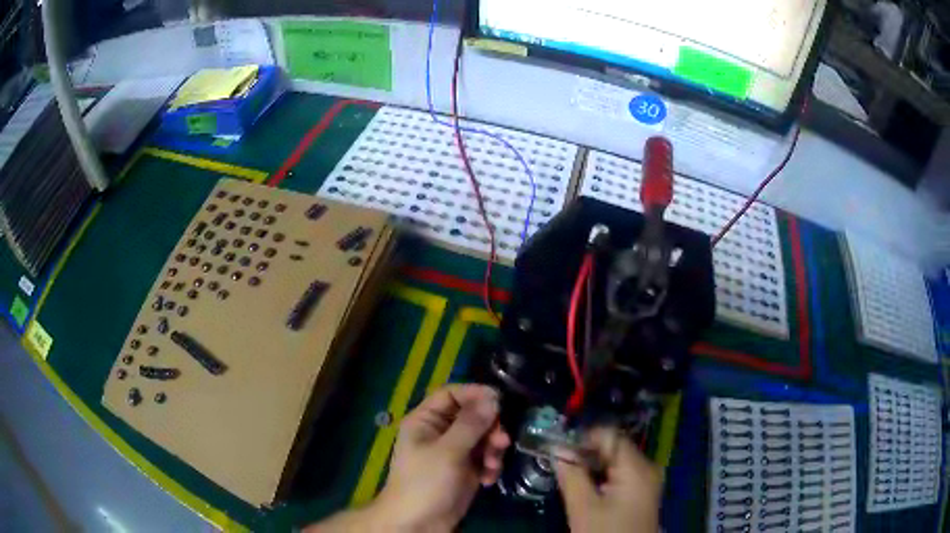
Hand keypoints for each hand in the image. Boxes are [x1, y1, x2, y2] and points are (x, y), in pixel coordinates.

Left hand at [374, 384, 510, 530]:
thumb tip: (492, 398)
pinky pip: (484, 457)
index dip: (474, 393)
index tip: (500, 400)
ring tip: (492, 465)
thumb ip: (470, 424)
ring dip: (492, 449)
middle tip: (502, 440)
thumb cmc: (425, 483)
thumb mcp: (447, 452)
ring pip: (482, 437)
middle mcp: (440, 432)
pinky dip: (490, 465)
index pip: (451, 394)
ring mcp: (454, 452)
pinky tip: (487, 479)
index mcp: (426, 421)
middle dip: (489, 427)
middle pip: (472, 416)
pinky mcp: (466, 470)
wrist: (418, 523)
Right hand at [555, 428, 661, 532]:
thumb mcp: (583, 508)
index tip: (558, 448)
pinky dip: (602, 475)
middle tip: (559, 462)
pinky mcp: (642, 490)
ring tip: (568, 474)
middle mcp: (647, 466)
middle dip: (585, 452)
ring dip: (591, 464)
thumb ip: (571, 475)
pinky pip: (620, 472)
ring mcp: (647, 479)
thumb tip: (556, 448)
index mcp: (637, 467)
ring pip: (615, 460)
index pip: (609, 436)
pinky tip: (586, 486)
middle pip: (613, 447)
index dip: (582, 438)